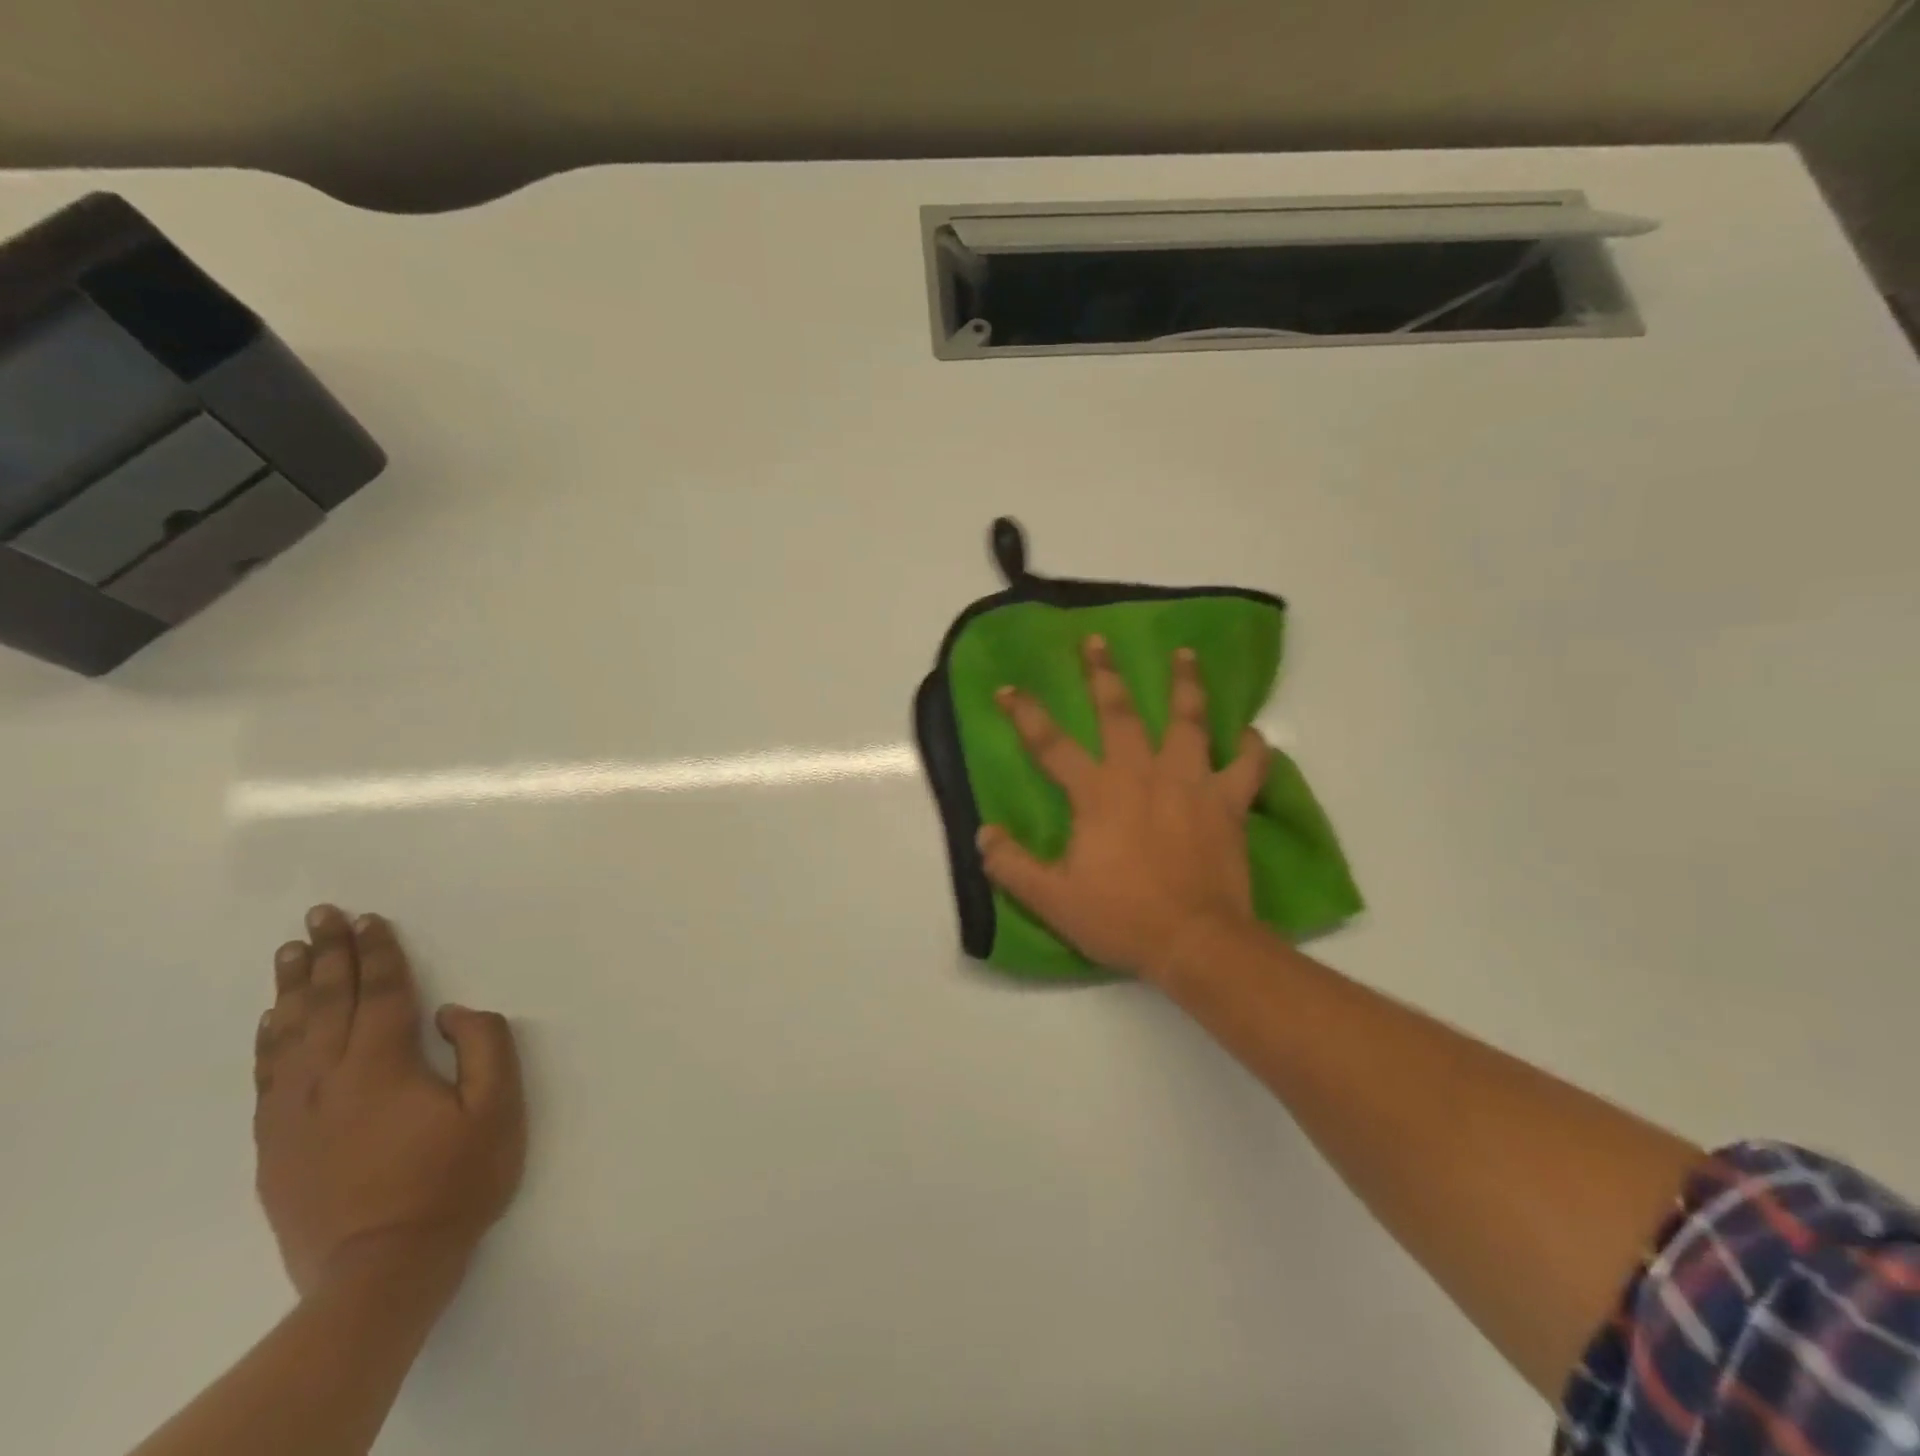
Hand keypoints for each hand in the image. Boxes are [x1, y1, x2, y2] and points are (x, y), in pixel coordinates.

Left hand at [253, 906, 525, 1298]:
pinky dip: (268, 1041)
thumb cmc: (452, 1183)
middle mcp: (330, 1079)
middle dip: (327, 954)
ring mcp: (295, 1114)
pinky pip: (267, 1077)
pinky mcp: (277, 1146)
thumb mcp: (498, 1110)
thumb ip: (484, 1047)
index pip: (383, 993)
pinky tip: (270, 1022)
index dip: (378, 952)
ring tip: (290, 952)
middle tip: (320, 915)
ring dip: (292, 989)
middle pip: (328, 1003)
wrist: (380, 1273)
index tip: (370, 919)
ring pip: (289, 1035)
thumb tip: (450, 1012)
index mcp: (384, 1066)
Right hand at [976, 637, 1269, 980]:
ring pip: (1190, 721)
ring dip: (1186, 684)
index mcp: (1097, 793)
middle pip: (1121, 713)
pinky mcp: (1228, 803)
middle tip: (1097, 641)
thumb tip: (983, 834)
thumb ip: (1011, 864)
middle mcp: (1142, 774)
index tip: (1007, 688)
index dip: (1026, 714)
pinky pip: (1247, 766)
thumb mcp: (1051, 899)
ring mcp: (1191, 783)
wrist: (1195, 942)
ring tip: (1185, 654)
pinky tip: (1253, 733)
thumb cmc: (1120, 917)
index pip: (1051, 744)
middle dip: (1104, 674)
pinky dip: (1252, 747)